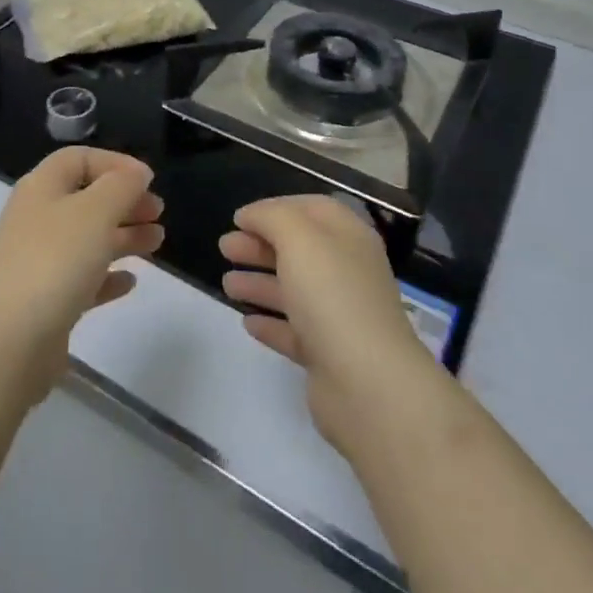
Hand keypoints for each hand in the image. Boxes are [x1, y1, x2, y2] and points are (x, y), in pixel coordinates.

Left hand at [0, 147, 162, 399]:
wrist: (9, 340)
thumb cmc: (55, 260)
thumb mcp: (96, 211)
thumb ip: (122, 186)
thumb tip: (137, 172)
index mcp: (42, 188)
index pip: (78, 159)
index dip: (114, 163)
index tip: (148, 180)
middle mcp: (37, 219)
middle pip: (85, 199)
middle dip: (124, 202)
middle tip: (158, 213)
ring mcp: (39, 261)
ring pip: (87, 239)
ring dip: (123, 237)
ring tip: (157, 242)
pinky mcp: (46, 301)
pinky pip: (82, 279)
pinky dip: (107, 276)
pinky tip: (129, 282)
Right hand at [220, 195, 439, 456]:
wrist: (368, 385)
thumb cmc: (332, 296)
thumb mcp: (299, 238)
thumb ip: (271, 217)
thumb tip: (251, 215)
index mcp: (348, 238)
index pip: (312, 209)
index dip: (275, 207)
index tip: (239, 217)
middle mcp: (347, 272)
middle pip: (299, 249)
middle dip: (260, 244)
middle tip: (224, 247)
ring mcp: (339, 315)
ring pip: (293, 290)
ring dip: (259, 282)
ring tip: (226, 284)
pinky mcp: (328, 355)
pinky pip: (294, 331)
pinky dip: (271, 323)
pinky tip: (247, 322)